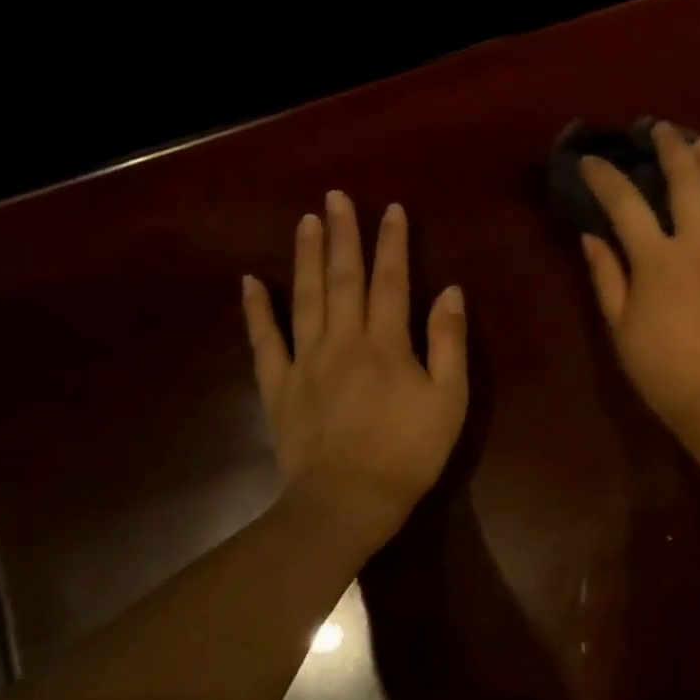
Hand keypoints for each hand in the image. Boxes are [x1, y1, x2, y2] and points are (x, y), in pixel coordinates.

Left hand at [242, 193, 467, 545]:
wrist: (347, 501)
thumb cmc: (409, 452)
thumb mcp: (449, 399)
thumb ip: (448, 343)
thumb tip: (450, 292)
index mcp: (387, 343)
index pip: (391, 280)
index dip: (392, 243)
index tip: (391, 209)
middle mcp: (343, 340)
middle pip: (343, 278)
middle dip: (343, 235)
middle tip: (336, 197)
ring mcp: (305, 361)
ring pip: (304, 298)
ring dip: (305, 257)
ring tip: (305, 221)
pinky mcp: (278, 386)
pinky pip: (264, 341)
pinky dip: (256, 310)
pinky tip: (249, 281)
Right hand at [579, 123, 699, 451]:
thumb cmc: (668, 373)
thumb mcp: (623, 330)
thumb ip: (607, 278)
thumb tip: (591, 237)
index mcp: (658, 260)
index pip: (625, 203)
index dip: (605, 177)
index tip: (591, 161)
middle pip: (686, 180)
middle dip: (670, 148)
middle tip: (662, 130)